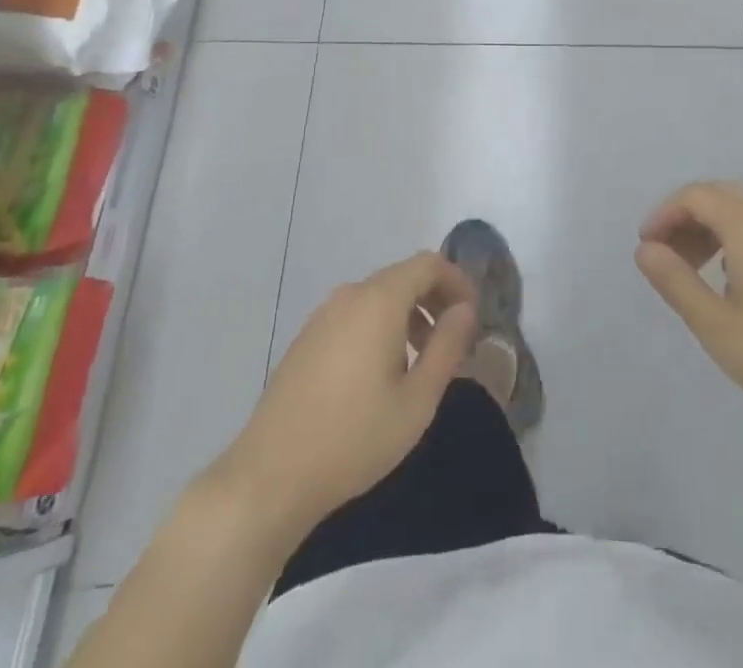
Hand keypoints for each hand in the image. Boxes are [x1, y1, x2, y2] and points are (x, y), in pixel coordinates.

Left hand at [214, 252, 477, 543]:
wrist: (270, 477)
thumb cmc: (354, 438)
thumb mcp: (417, 399)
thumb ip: (447, 347)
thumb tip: (465, 310)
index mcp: (379, 300)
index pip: (429, 264)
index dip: (457, 281)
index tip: (473, 317)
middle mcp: (350, 295)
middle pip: (403, 277)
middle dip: (435, 300)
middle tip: (453, 341)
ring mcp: (323, 315)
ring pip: (378, 297)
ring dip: (408, 315)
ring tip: (421, 362)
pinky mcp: (306, 338)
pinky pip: (354, 315)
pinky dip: (380, 327)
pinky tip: (381, 375)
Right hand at [635, 181, 742, 432]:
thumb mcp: (717, 325)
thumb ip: (676, 282)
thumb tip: (645, 250)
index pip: (695, 196)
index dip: (664, 214)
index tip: (646, 247)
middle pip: (718, 197)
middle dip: (685, 221)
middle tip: (666, 259)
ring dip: (711, 231)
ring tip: (694, 272)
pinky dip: (737, 239)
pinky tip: (735, 280)